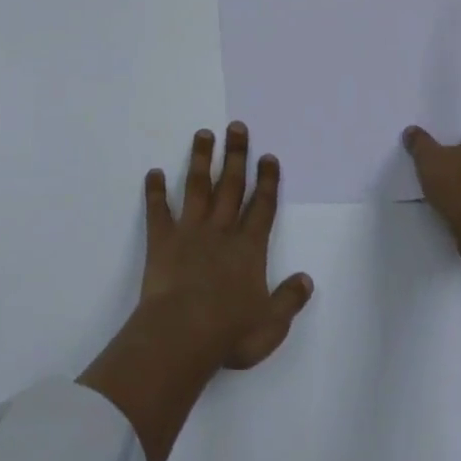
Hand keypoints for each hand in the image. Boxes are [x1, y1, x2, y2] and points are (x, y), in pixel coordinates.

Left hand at [139, 122, 314, 368]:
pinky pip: (158, 210)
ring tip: (203, 134)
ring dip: (201, 159)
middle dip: (236, 154)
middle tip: (236, 126)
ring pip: (198, 186)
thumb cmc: (229, 332)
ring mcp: (190, 230)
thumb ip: (289, 300)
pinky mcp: (162, 239)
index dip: (267, 180)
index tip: (267, 156)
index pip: (263, 206)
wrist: (182, 334)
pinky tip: (153, 172)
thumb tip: (307, 279)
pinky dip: (155, 191)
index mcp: (249, 248)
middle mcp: (222, 230)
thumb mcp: (271, 324)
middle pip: (231, 185)